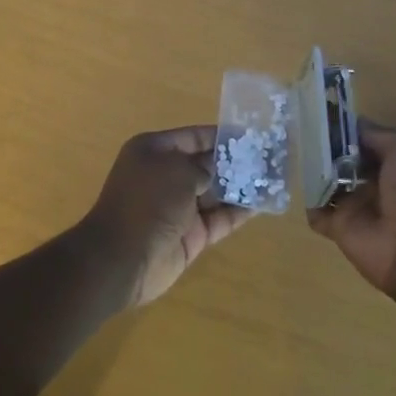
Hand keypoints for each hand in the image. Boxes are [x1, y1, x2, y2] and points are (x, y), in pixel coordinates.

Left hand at [80, 127, 252, 307]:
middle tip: (270, 157)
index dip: (221, 136)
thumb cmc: (147, 203)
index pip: (193, 137)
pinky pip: (219, 218)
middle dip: (236, 161)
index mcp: (154, 151)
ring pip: (216, 192)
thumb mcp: (178, 171)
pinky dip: (239, 211)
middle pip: (207, 164)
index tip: (252, 136)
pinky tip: (263, 202)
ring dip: (241, 186)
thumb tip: (220, 167)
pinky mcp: (191, 235)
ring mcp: (178, 207)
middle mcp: (165, 176)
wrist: (122, 260)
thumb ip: (205, 166)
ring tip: (273, 177)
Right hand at [307, 121, 395, 299]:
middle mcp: (379, 180)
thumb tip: (351, 126)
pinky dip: (307, 201)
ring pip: (328, 180)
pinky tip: (296, 180)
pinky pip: (317, 210)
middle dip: (326, 145)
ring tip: (293, 147)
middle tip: (302, 128)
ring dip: (313, 168)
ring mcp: (358, 203)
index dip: (349, 127)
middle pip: (345, 157)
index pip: (368, 137)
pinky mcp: (340, 225)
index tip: (324, 115)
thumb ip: (377, 133)